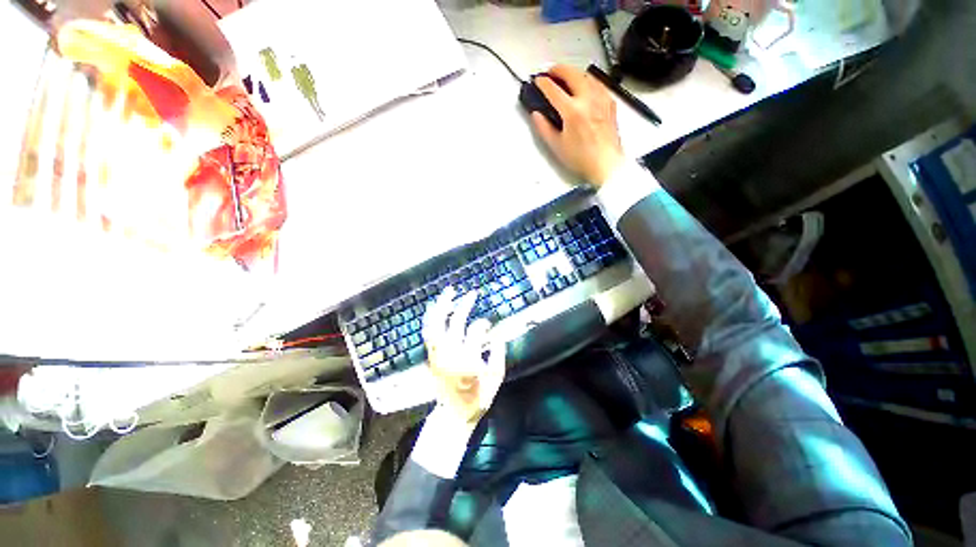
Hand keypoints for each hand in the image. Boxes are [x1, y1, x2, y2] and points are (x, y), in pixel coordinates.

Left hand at [422, 287, 505, 428]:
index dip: (483, 324)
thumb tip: (498, 334)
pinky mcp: (431, 356)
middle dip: (465, 305)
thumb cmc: (478, 397)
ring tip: (450, 291)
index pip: (475, 331)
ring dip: (442, 305)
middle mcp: (450, 353)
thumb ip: (499, 353)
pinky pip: (429, 332)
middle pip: (455, 322)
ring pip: (436, 323)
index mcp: (468, 359)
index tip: (489, 324)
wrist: (453, 415)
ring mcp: (437, 354)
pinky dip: (432, 317)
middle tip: (473, 294)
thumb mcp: (496, 378)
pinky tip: (437, 307)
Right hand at [531, 64, 625, 186]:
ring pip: (586, 75)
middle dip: (558, 69)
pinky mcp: (609, 103)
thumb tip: (537, 115)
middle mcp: (588, 100)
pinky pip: (597, 84)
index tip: (538, 81)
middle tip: (550, 72)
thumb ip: (544, 128)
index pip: (553, 90)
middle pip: (571, 74)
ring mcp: (601, 100)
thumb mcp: (557, 146)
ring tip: (565, 76)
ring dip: (573, 72)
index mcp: (573, 111)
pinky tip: (584, 85)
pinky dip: (587, 80)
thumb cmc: (582, 158)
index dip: (543, 83)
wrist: (605, 163)